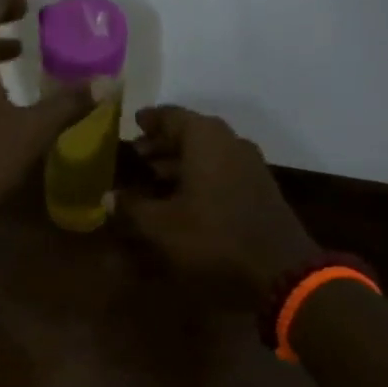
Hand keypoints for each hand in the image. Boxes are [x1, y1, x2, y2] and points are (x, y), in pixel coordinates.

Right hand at [118, 106, 317, 305]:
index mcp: (206, 139)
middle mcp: (230, 143)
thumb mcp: (161, 226)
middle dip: (162, 143)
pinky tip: (181, 196)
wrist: (279, 270)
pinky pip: (220, 171)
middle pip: (191, 133)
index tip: (132, 122)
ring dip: (179, 162)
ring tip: (152, 176)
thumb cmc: (213, 238)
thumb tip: (108, 197)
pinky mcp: (258, 189)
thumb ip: (131, 207)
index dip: (149, 120)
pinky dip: (197, 176)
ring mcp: (249, 166)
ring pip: (207, 154)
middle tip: (136, 153)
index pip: (172, 116)